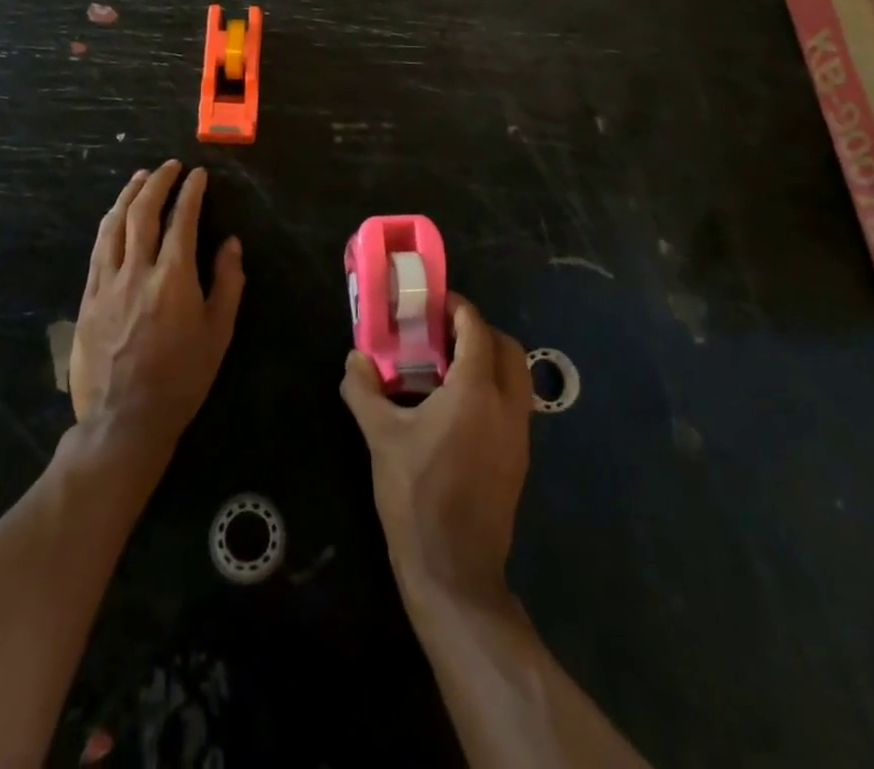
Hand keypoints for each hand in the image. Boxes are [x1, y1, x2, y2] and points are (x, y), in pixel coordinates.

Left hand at [71, 161, 244, 457]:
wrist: (125, 418)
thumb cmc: (182, 377)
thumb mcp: (218, 333)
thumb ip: (227, 282)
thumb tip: (231, 242)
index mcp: (174, 278)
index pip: (182, 219)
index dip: (190, 192)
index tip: (198, 175)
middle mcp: (137, 271)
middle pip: (143, 212)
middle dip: (158, 182)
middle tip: (169, 167)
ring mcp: (107, 282)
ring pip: (114, 224)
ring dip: (128, 195)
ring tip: (140, 177)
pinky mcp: (88, 297)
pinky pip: (98, 249)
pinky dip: (109, 224)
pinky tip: (115, 215)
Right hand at [340, 297, 531, 607]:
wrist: (454, 570)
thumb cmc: (416, 495)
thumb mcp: (380, 437)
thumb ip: (364, 390)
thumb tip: (355, 358)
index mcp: (476, 392)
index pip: (476, 329)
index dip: (457, 309)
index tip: (434, 303)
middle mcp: (506, 405)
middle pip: (507, 347)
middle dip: (479, 330)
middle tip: (443, 332)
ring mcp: (519, 434)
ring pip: (516, 376)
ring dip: (490, 358)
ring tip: (448, 366)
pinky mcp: (519, 457)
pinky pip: (514, 403)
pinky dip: (493, 387)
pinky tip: (458, 406)